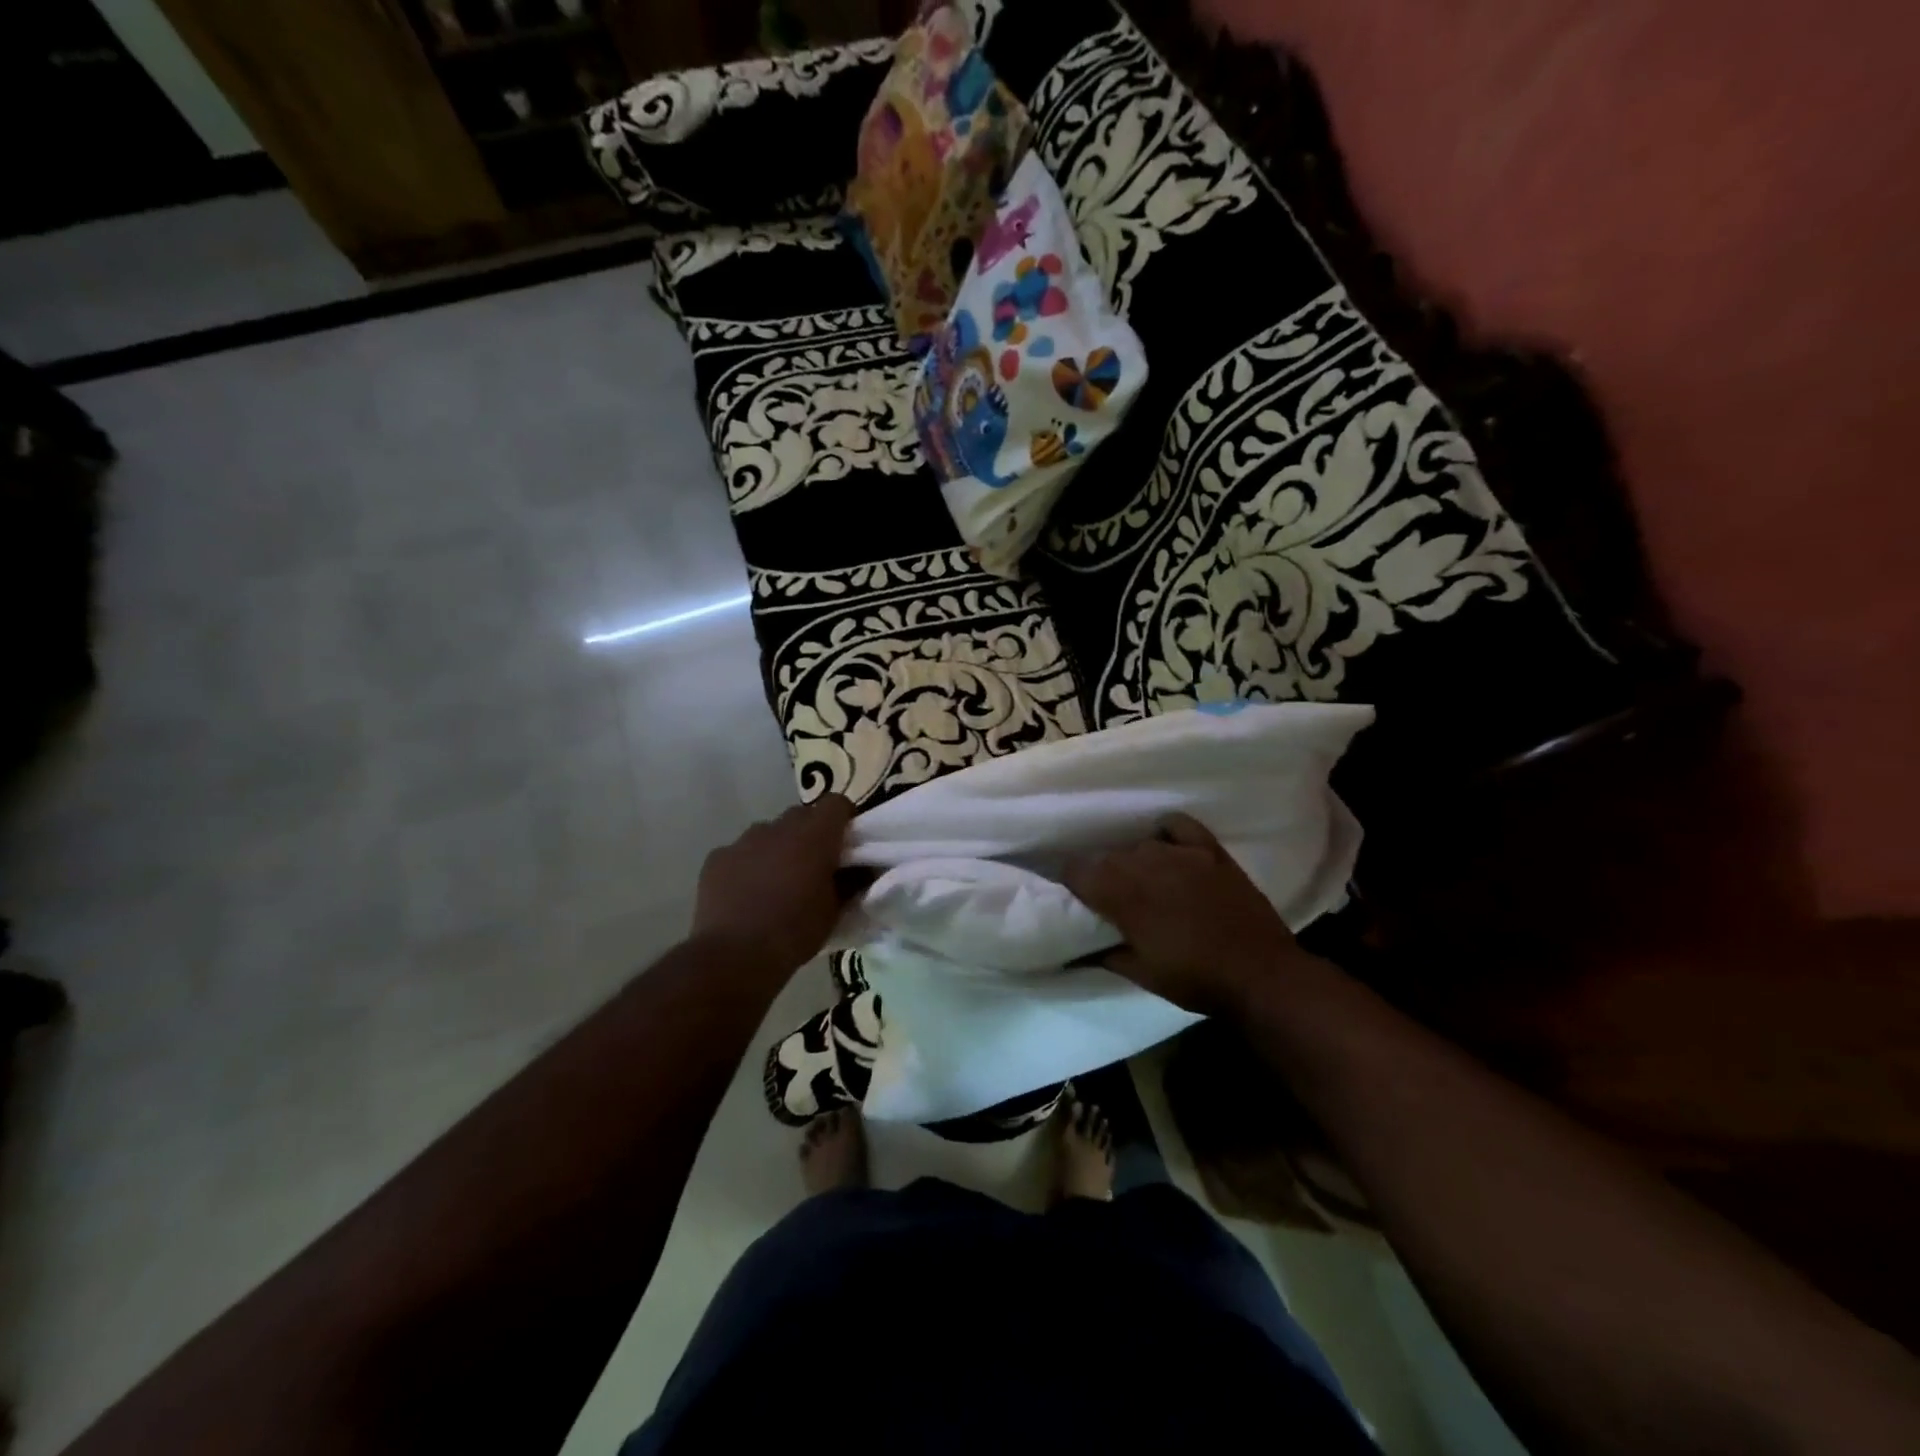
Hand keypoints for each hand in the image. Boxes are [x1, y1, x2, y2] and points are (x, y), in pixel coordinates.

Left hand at [691, 794, 855, 973]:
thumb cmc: (794, 932)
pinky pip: (740, 852)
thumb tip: (860, 871)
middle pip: (801, 815)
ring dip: (778, 849)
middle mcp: (778, 828)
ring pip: (768, 833)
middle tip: (814, 866)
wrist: (734, 956)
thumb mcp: (835, 912)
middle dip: (811, 834)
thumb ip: (850, 883)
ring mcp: (743, 841)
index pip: (837, 804)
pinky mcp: (716, 858)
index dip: (845, 819)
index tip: (847, 844)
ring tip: (777, 883)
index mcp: (814, 836)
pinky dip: (747, 865)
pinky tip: (746, 895)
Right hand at [1063, 813, 1306, 1017]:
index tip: (1079, 900)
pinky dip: (1166, 834)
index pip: (1077, 870)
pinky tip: (1168, 850)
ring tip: (1146, 884)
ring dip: (1135, 863)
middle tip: (1114, 902)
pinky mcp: (1210, 850)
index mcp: (1123, 895)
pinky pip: (1177, 825)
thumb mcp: (1141, 975)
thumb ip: (1104, 955)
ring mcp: (1181, 853)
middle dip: (1104, 876)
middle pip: (1108, 857)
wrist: (1260, 975)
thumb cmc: (1195, 979)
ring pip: (1140, 845)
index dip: (1073, 884)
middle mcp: (1145, 864)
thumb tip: (1078, 951)